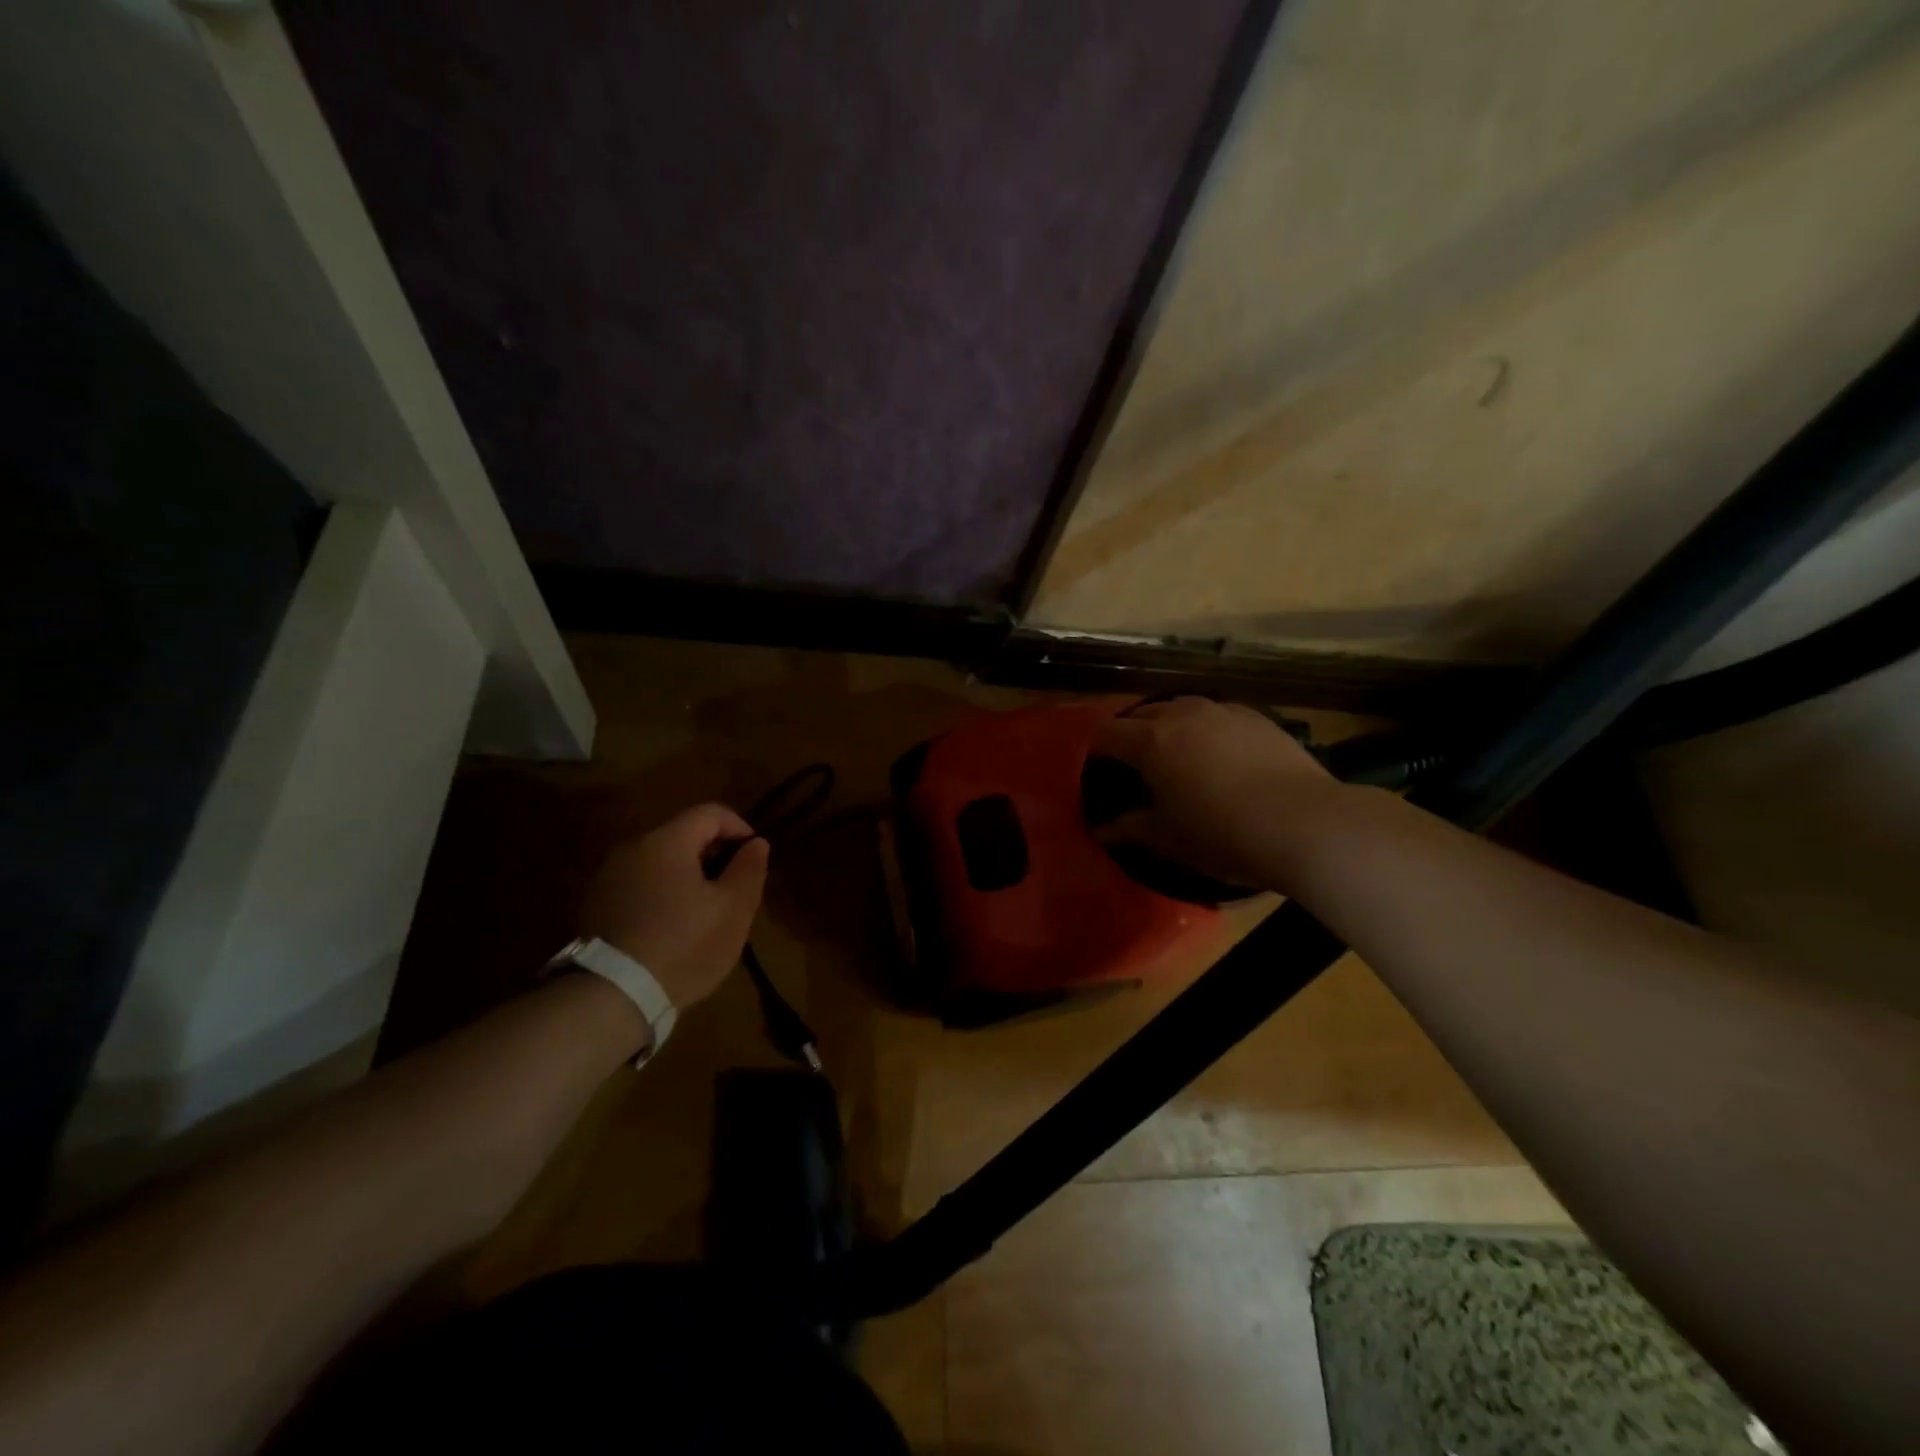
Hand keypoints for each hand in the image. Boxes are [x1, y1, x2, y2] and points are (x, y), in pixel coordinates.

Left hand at [576, 803, 770, 1009]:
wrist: (611, 997)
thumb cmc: (683, 946)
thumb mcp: (733, 909)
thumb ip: (749, 869)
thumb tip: (756, 843)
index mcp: (666, 842)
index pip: (711, 813)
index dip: (740, 828)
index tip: (754, 858)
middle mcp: (632, 848)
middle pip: (682, 835)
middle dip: (714, 855)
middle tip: (733, 889)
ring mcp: (608, 878)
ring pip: (659, 862)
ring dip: (687, 877)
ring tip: (704, 913)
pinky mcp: (595, 906)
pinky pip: (639, 886)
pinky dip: (661, 895)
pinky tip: (671, 930)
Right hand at [1094, 697, 1342, 889]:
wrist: (1304, 823)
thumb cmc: (1223, 835)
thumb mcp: (1171, 839)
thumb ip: (1133, 828)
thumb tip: (1103, 830)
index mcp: (1151, 742)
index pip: (1107, 733)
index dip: (1097, 749)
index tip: (1098, 768)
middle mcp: (1182, 715)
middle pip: (1141, 713)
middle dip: (1131, 733)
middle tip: (1134, 764)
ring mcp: (1222, 711)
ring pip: (1181, 707)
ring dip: (1169, 725)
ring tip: (1176, 753)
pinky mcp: (1257, 717)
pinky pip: (1217, 714)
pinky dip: (1206, 727)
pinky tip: (1219, 752)